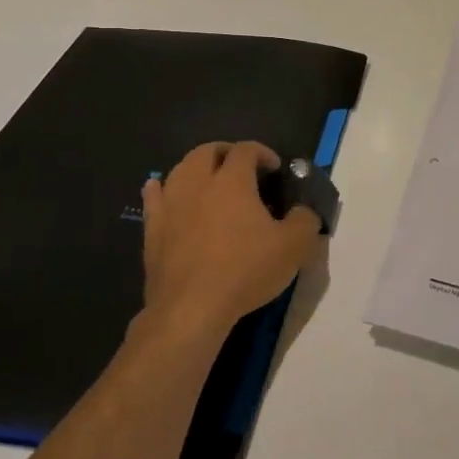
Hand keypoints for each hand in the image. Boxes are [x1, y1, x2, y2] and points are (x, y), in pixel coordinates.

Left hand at [140, 142, 320, 339]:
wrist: (191, 308)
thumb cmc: (245, 270)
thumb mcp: (294, 246)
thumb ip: (305, 220)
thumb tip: (304, 210)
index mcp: (232, 181)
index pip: (246, 150)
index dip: (263, 152)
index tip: (275, 168)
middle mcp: (198, 183)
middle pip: (207, 151)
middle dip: (226, 152)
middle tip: (243, 168)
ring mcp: (171, 204)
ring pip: (180, 169)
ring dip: (197, 167)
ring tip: (210, 180)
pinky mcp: (153, 228)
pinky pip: (153, 197)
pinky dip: (160, 187)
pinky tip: (161, 188)